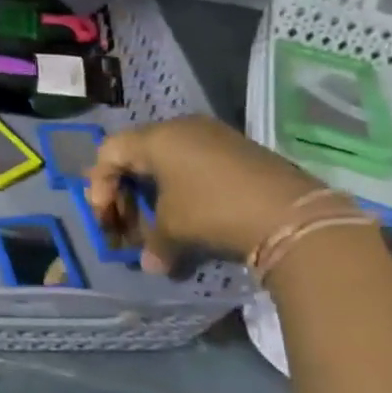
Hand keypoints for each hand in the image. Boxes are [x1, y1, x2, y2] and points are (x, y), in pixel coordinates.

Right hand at [88, 114, 322, 268]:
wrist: (291, 214)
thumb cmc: (213, 210)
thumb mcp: (173, 228)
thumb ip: (152, 243)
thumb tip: (150, 264)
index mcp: (156, 137)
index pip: (109, 152)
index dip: (99, 185)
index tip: (107, 217)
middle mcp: (182, 127)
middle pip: (136, 154)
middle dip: (126, 191)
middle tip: (128, 223)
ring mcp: (214, 136)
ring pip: (168, 159)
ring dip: (156, 191)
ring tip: (160, 222)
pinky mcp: (240, 150)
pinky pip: (195, 163)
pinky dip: (183, 187)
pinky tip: (191, 213)